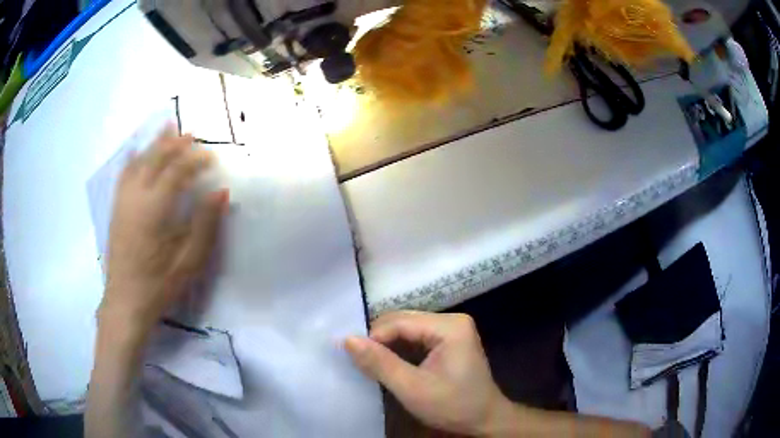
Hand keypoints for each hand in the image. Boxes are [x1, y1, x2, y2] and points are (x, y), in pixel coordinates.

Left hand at [99, 126, 227, 338]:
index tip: (212, 158)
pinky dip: (133, 158)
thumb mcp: (188, 261)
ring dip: (155, 144)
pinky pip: (124, 174)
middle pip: (156, 158)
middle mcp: (136, 197)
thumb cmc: (159, 285)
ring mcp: (122, 201)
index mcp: (154, 209)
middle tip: (193, 135)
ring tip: (168, 129)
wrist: (125, 302)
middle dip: (175, 144)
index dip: (196, 160)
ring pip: (139, 162)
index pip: (177, 171)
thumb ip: (205, 224)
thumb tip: (220, 192)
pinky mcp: (116, 209)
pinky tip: (137, 151)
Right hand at [345, 311, 514, 436]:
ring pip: (407, 329)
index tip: (353, 356)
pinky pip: (416, 337)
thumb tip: (347, 339)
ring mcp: (452, 329)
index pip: (400, 322)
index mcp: (449, 326)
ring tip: (369, 362)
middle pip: (404, 321)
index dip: (373, 337)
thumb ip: (380, 363)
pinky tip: (388, 363)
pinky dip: (399, 349)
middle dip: (379, 339)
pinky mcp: (449, 340)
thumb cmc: (453, 406)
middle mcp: (452, 320)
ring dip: (387, 345)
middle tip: (358, 360)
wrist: (485, 420)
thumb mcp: (413, 388)